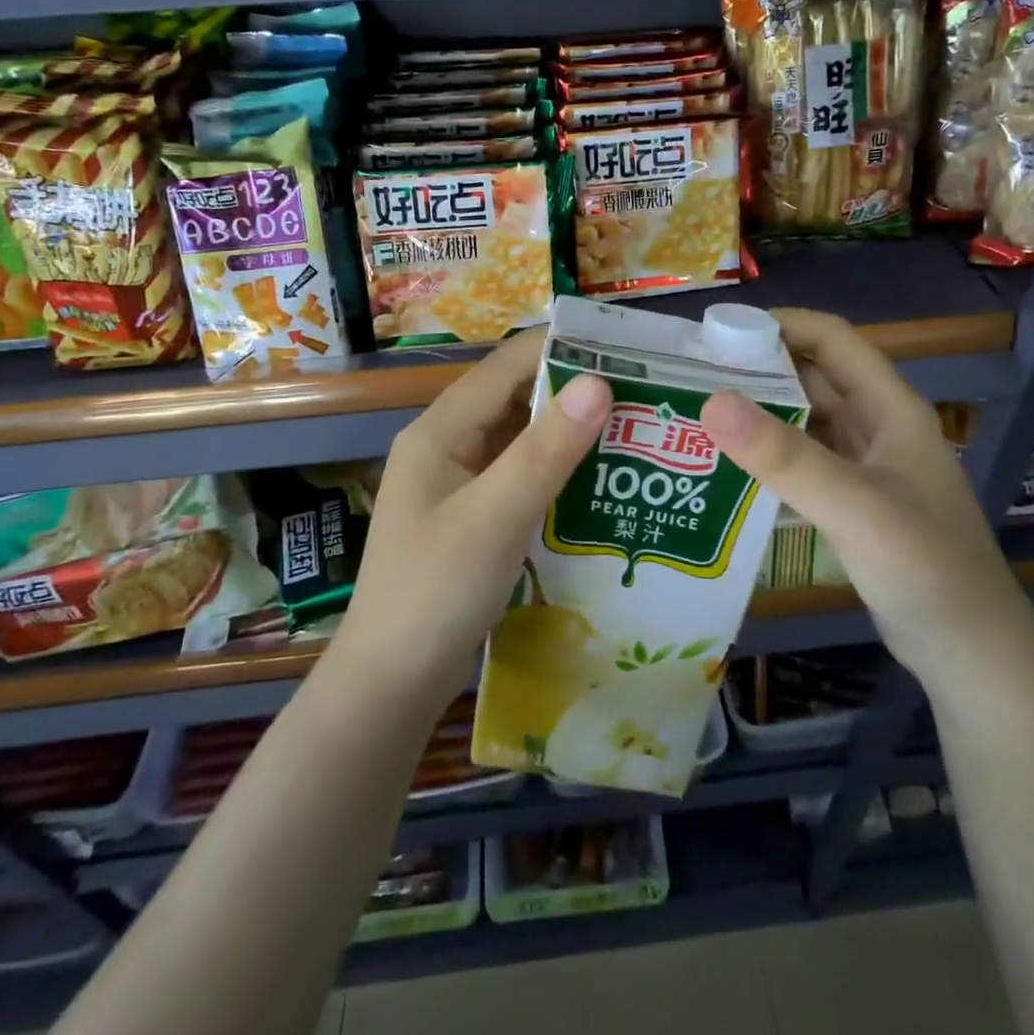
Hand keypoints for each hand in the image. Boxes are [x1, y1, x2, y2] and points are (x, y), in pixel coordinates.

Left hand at [340, 330, 612, 704]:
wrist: (390, 684)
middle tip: (644, 397)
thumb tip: (599, 383)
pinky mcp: (473, 515)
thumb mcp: (494, 518)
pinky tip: (599, 484)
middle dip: (575, 392)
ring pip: (521, 438)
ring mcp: (459, 482)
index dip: (565, 350)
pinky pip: (520, 476)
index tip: (628, 354)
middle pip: (516, 397)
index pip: (509, 364)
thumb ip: (544, 451)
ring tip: (635, 433)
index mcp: (441, 429)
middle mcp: (448, 444)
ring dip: (570, 433)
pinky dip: (557, 472)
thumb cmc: (434, 594)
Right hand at [699, 309, 1033, 693]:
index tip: (717, 333)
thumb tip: (711, 400)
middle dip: (757, 368)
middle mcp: (877, 426)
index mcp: (890, 408)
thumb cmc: (926, 570)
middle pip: (812, 376)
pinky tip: (728, 465)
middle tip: (692, 375)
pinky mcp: (852, 500)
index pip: (832, 339)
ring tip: (698, 412)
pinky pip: (803, 460)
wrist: (971, 654)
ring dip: (759, 411)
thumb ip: (785, 457)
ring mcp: (865, 465)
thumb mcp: (854, 508)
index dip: (779, 325)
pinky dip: (768, 454)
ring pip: (804, 419)